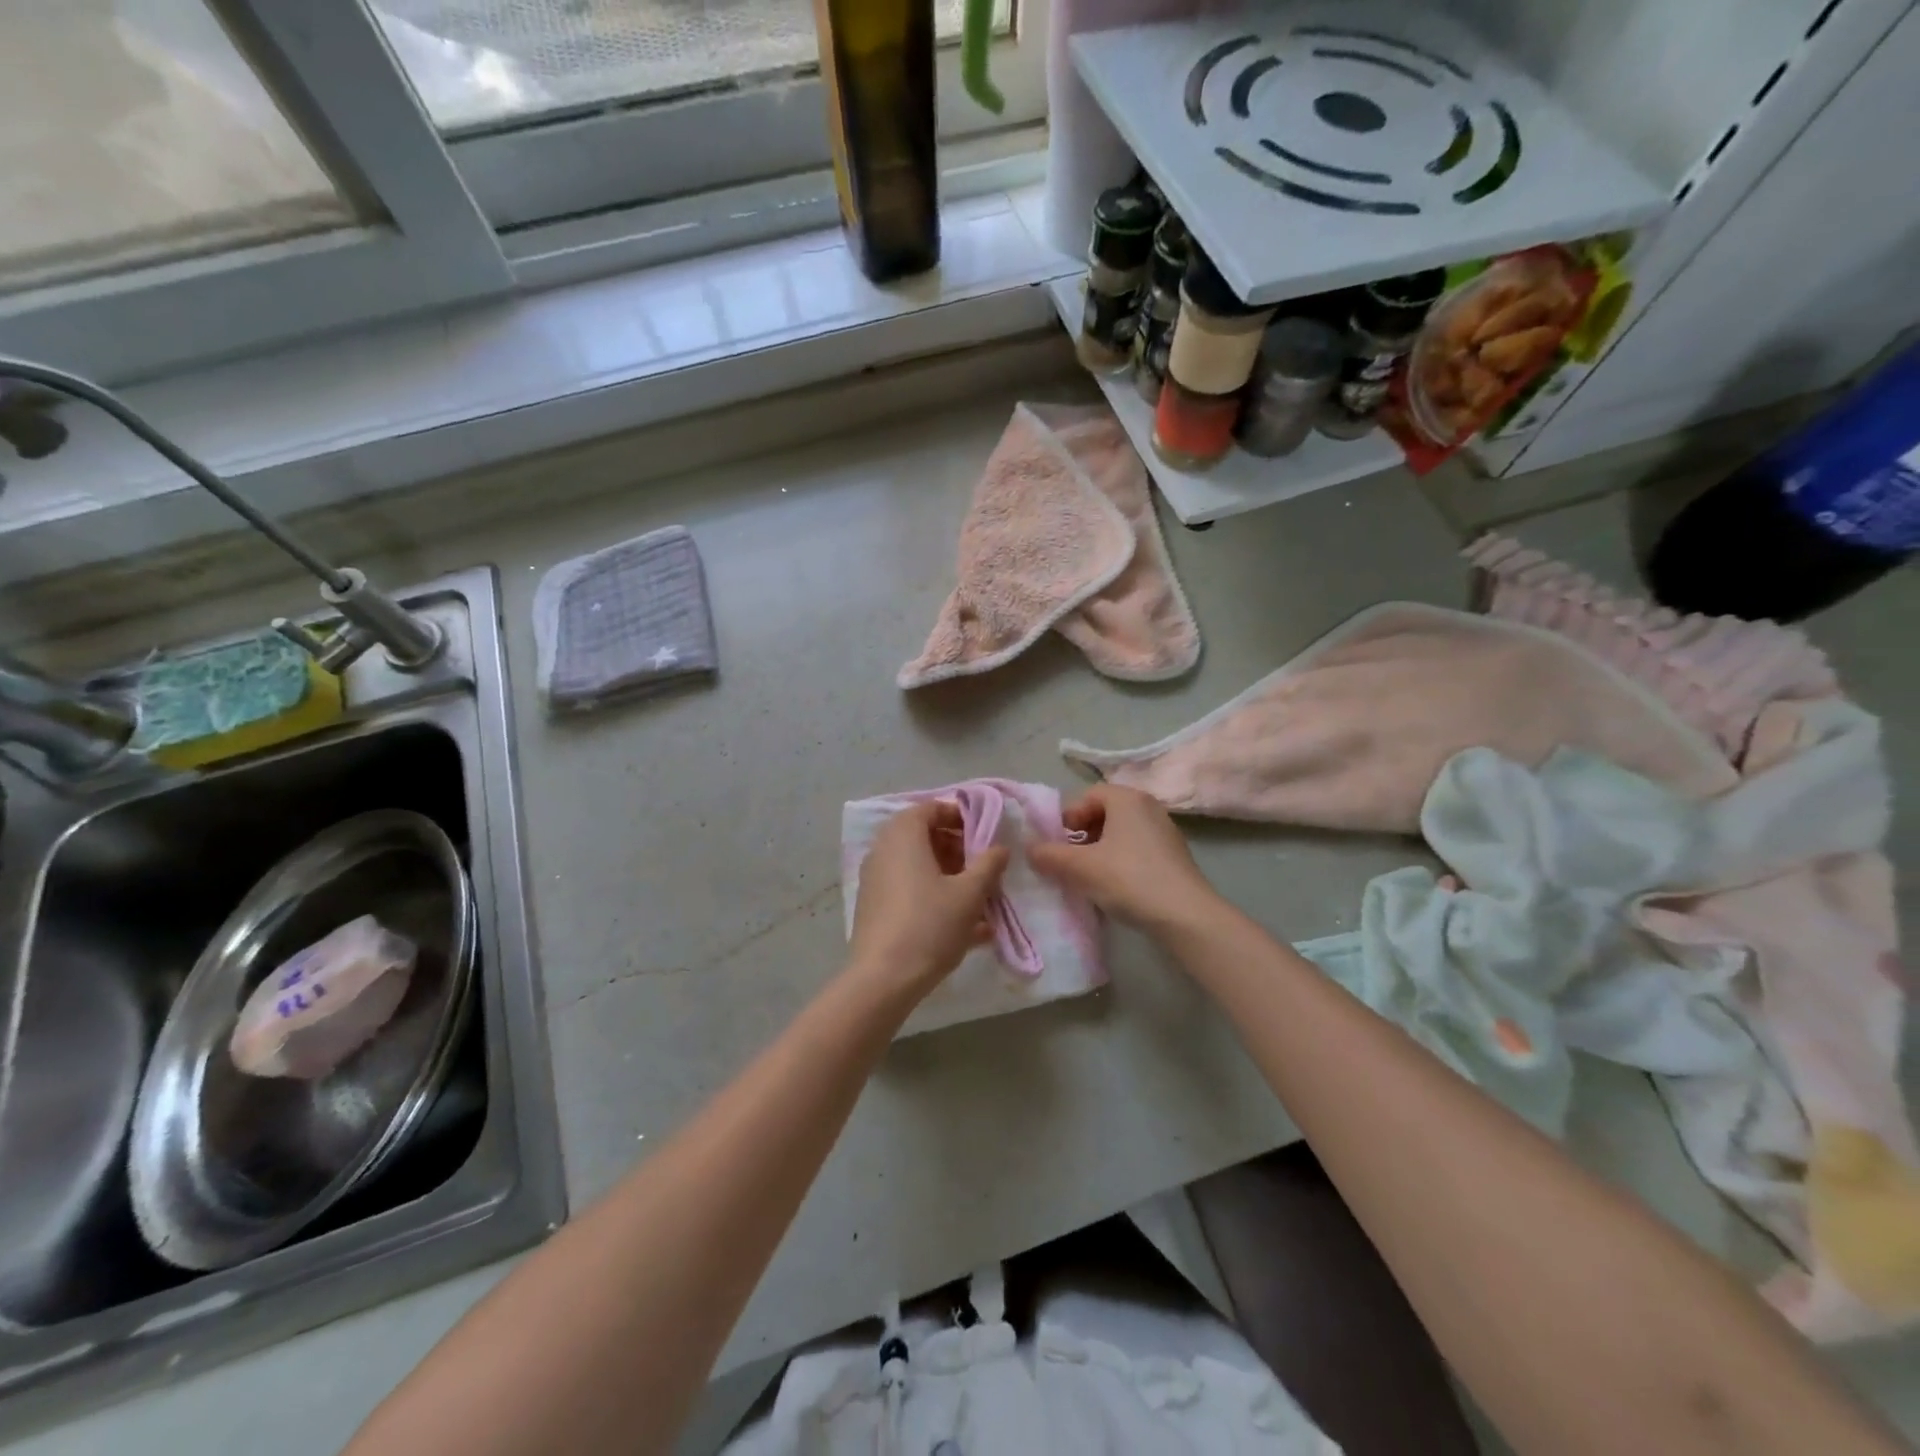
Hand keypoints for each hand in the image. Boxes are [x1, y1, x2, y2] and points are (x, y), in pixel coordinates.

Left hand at [847, 801, 1009, 994]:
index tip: (984, 836)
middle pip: (924, 837)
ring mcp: (875, 879)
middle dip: (958, 850)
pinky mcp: (874, 907)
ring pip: (918, 866)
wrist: (883, 979)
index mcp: (903, 835)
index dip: (960, 817)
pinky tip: (965, 927)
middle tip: (984, 869)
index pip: (931, 808)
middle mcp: (883, 850)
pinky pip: (909, 890)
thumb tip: (1000, 847)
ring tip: (979, 900)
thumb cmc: (930, 924)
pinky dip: (934, 897)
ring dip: (949, 876)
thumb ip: (988, 864)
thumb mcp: (970, 893)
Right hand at [1028, 785, 1220, 933]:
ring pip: (1121, 832)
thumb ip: (1049, 855)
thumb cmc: (1128, 879)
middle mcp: (1148, 806)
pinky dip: (1120, 860)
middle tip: (1070, 860)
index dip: (1068, 817)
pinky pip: (1137, 848)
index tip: (1058, 843)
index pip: (1088, 795)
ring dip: (1100, 849)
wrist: (1184, 915)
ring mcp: (1165, 830)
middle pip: (1105, 812)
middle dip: (1082, 834)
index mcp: (1127, 798)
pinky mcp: (1174, 855)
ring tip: (1089, 876)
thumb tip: (1029, 849)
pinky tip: (1114, 886)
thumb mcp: (1080, 868)